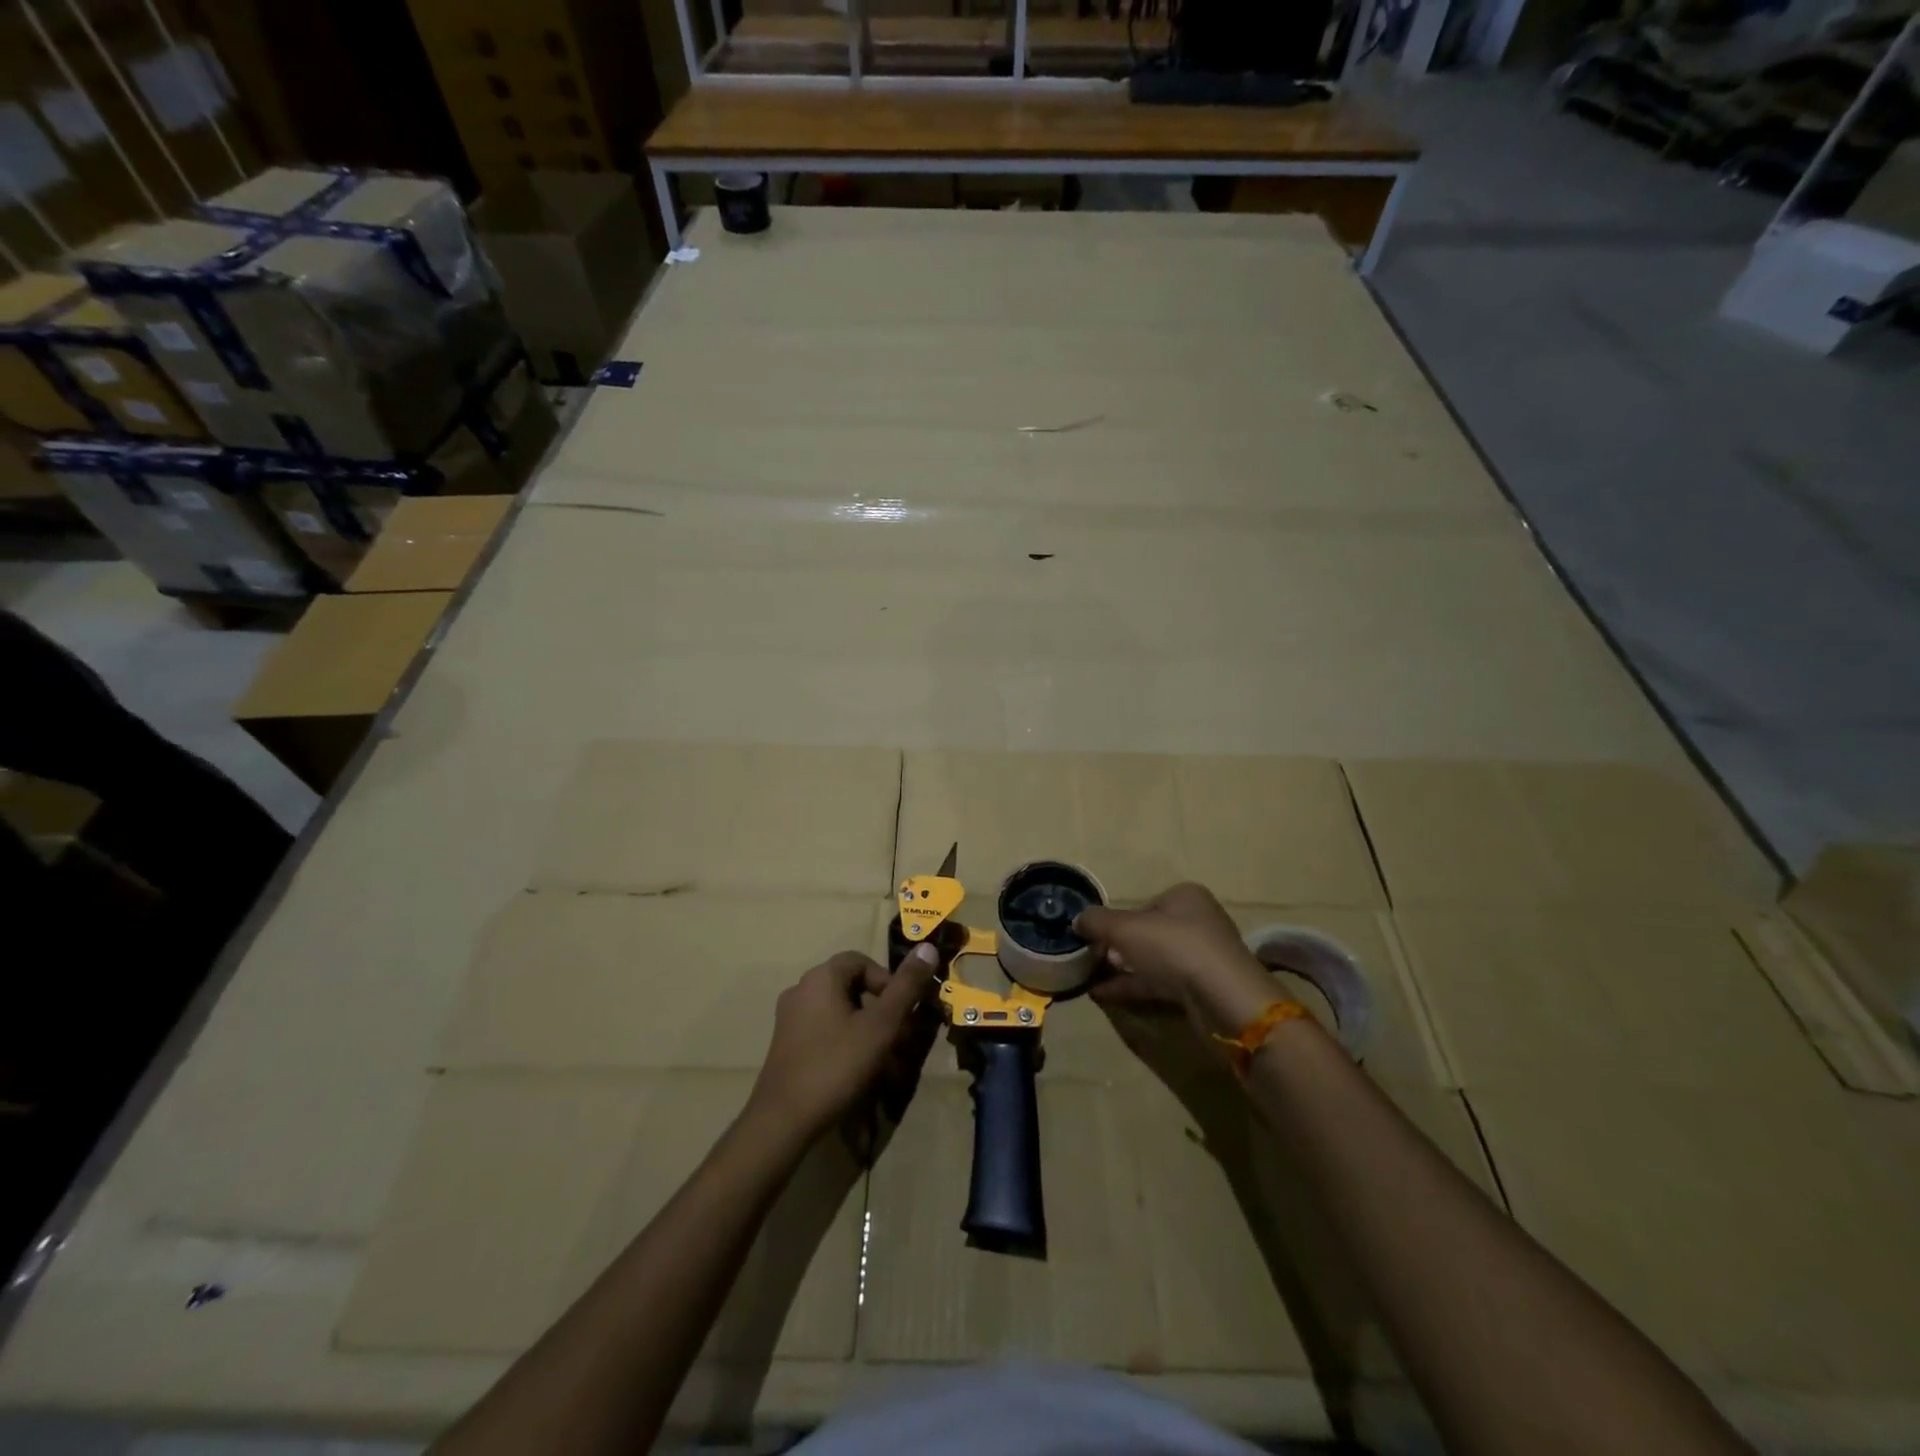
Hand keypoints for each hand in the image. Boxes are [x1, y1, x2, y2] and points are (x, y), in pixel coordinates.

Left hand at [746, 944, 942, 1144]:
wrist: (783, 1121)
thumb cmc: (836, 1065)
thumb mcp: (881, 1026)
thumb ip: (906, 987)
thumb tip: (928, 946)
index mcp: (821, 978)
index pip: (861, 961)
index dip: (887, 981)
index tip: (901, 1011)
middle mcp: (801, 990)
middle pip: (850, 987)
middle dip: (880, 1010)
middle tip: (898, 1040)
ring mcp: (789, 1019)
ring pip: (839, 1013)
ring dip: (866, 1030)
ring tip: (884, 1062)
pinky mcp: (786, 1046)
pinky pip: (824, 1032)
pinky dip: (845, 1044)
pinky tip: (857, 1073)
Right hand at [1075, 882, 1285, 1038]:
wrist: (1224, 999)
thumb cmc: (1174, 948)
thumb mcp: (1125, 928)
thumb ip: (1097, 921)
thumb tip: (1077, 920)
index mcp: (1184, 897)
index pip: (1142, 905)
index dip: (1115, 921)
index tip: (1093, 937)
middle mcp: (1196, 922)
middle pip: (1147, 932)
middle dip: (1117, 946)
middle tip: (1089, 958)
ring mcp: (1201, 957)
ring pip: (1152, 959)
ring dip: (1122, 968)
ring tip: (1089, 978)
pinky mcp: (1201, 988)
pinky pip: (1160, 982)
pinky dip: (1133, 986)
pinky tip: (1103, 994)